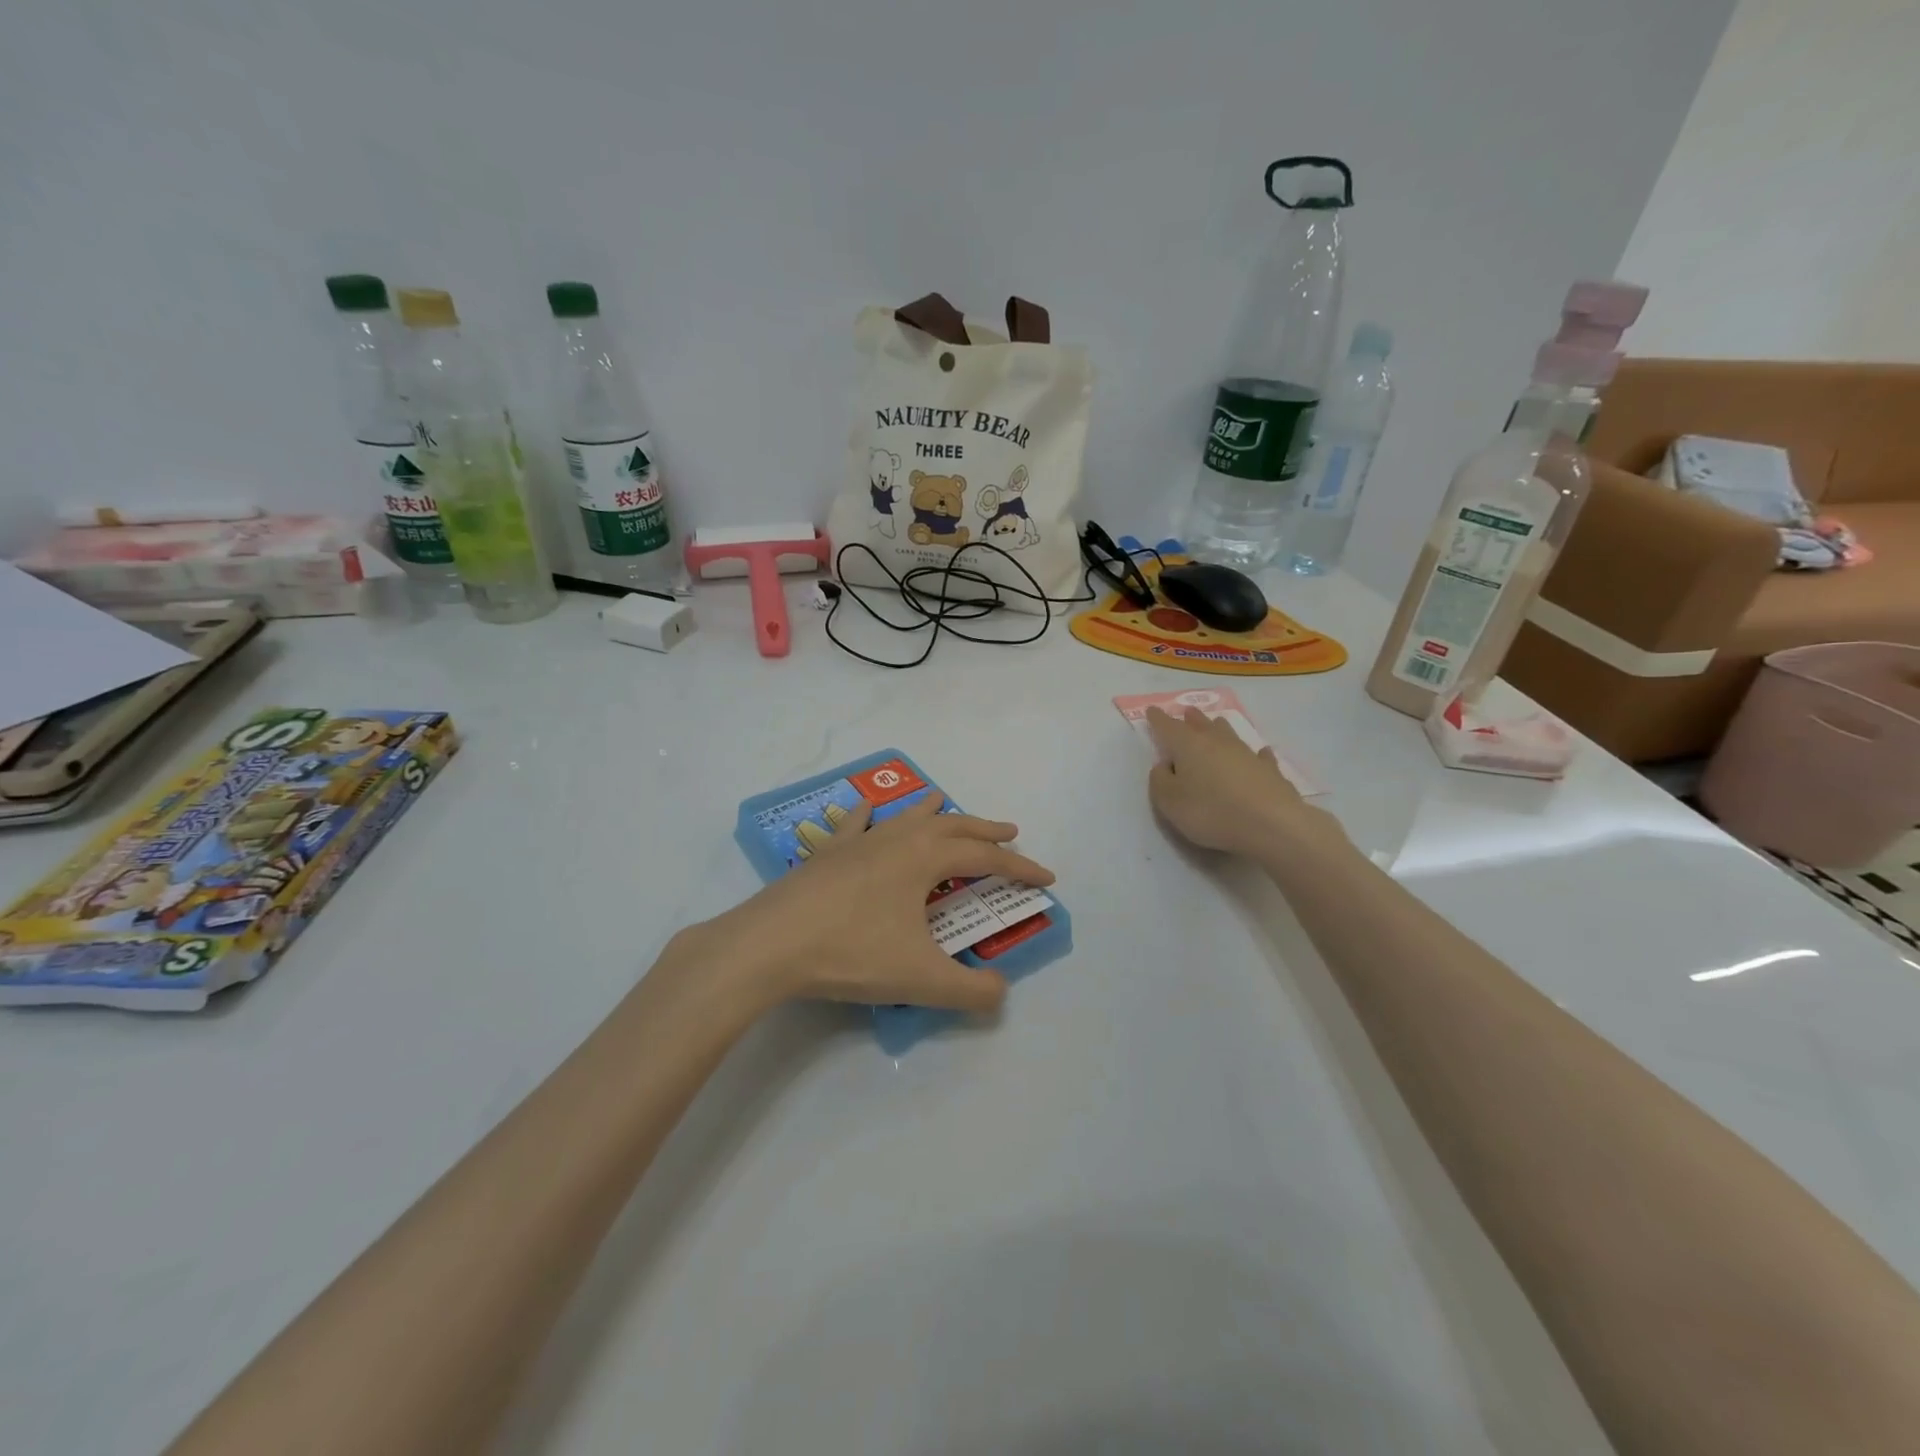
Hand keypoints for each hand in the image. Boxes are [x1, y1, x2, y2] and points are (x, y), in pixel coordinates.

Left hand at [688, 793, 1054, 1014]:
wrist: (770, 944)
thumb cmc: (850, 952)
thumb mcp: (920, 979)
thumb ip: (969, 990)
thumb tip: (1002, 994)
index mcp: (924, 859)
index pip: (985, 858)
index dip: (1019, 868)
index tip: (1046, 878)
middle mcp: (896, 839)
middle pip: (952, 826)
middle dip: (985, 830)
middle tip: (1011, 832)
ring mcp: (858, 842)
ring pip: (905, 817)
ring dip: (934, 814)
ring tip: (948, 806)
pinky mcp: (826, 854)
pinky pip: (854, 825)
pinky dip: (868, 815)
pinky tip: (868, 808)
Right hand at [1145, 707, 1346, 861]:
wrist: (1271, 824)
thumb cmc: (1211, 811)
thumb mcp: (1169, 802)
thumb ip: (1160, 781)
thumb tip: (1164, 765)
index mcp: (1188, 746)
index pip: (1168, 727)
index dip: (1158, 719)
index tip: (1152, 710)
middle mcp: (1217, 743)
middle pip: (1201, 725)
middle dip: (1191, 719)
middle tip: (1187, 712)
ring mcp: (1246, 754)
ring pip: (1229, 734)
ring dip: (1220, 728)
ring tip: (1216, 722)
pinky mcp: (1270, 771)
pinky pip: (1260, 756)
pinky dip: (1257, 753)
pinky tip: (1262, 752)